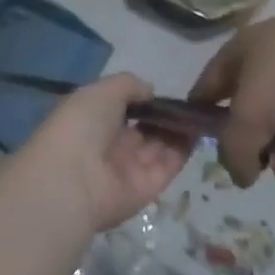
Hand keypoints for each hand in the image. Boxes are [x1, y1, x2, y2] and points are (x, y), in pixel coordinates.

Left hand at [25, 73, 191, 231]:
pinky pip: (168, 165)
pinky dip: (184, 148)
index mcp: (91, 121)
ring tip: (200, 111)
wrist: (73, 179)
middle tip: (188, 102)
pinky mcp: (147, 189)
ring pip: (158, 147)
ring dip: (177, 129)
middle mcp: (109, 146)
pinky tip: (199, 128)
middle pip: (143, 130)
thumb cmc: (82, 125)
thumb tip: (149, 91)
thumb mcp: (102, 91)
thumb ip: (129, 86)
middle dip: (163, 116)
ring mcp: (128, 168)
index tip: (162, 92)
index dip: (141, 101)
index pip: (120, 110)